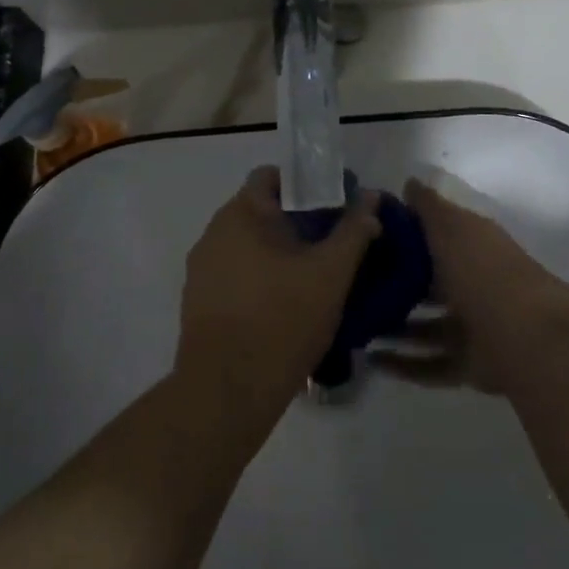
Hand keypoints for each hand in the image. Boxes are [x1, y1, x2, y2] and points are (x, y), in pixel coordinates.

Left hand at [173, 168, 381, 432]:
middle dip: (297, 221)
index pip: (272, 176)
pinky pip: (235, 273)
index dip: (306, 184)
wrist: (227, 391)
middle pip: (261, 210)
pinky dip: (259, 278)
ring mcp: (202, 268)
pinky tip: (284, 306)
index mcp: (242, 213)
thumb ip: (354, 230)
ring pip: (248, 244)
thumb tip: (371, 197)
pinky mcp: (198, 301)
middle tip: (332, 244)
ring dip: (278, 252)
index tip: (334, 206)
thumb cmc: (283, 320)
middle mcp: (214, 231)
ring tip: (313, 278)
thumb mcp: (331, 273)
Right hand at [372, 174, 568, 395]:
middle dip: (396, 284)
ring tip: (356, 325)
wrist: (528, 337)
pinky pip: (430, 364)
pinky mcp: (470, 365)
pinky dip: (403, 364)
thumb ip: (428, 207)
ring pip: (427, 326)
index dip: (403, 235)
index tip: (365, 237)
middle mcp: (474, 283)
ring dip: (395, 326)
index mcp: (473, 246)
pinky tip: (371, 360)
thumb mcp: (451, 227)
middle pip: (430, 283)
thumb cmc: (483, 271)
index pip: (436, 235)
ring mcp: (474, 326)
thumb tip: (409, 183)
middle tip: (354, 284)